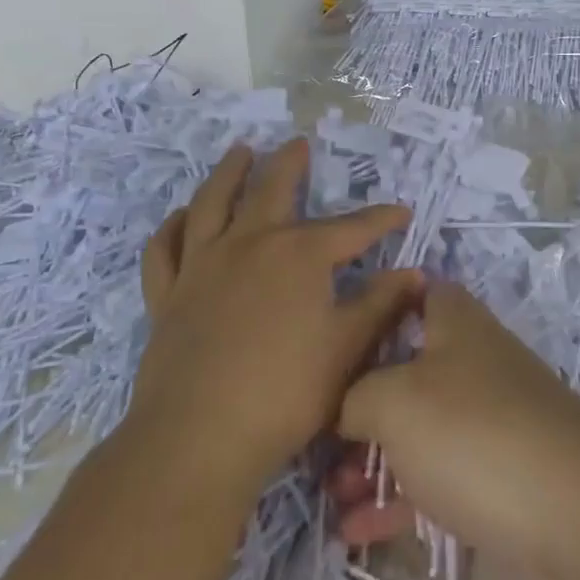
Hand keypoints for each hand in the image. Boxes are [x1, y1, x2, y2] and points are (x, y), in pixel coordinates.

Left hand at [132, 139, 420, 495]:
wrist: (199, 437)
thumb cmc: (286, 392)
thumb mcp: (348, 348)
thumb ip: (381, 304)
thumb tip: (414, 273)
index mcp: (299, 255)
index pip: (351, 228)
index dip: (380, 218)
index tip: (401, 212)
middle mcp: (249, 244)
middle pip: (272, 190)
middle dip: (290, 165)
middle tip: (298, 142)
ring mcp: (202, 266)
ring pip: (212, 203)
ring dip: (228, 173)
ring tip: (240, 152)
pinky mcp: (168, 294)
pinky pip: (165, 249)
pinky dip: (172, 227)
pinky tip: (181, 217)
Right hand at [334, 283, 579, 579]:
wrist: (575, 514)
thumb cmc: (473, 433)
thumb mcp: (393, 400)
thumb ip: (355, 395)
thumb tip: (347, 409)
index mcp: (456, 325)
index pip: (417, 293)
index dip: (377, 307)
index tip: (336, 338)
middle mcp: (475, 364)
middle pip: (408, 369)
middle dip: (361, 404)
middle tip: (320, 438)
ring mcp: (490, 421)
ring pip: (420, 430)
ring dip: (374, 459)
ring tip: (331, 494)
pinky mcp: (500, 476)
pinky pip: (438, 478)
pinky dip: (400, 500)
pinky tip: (355, 532)